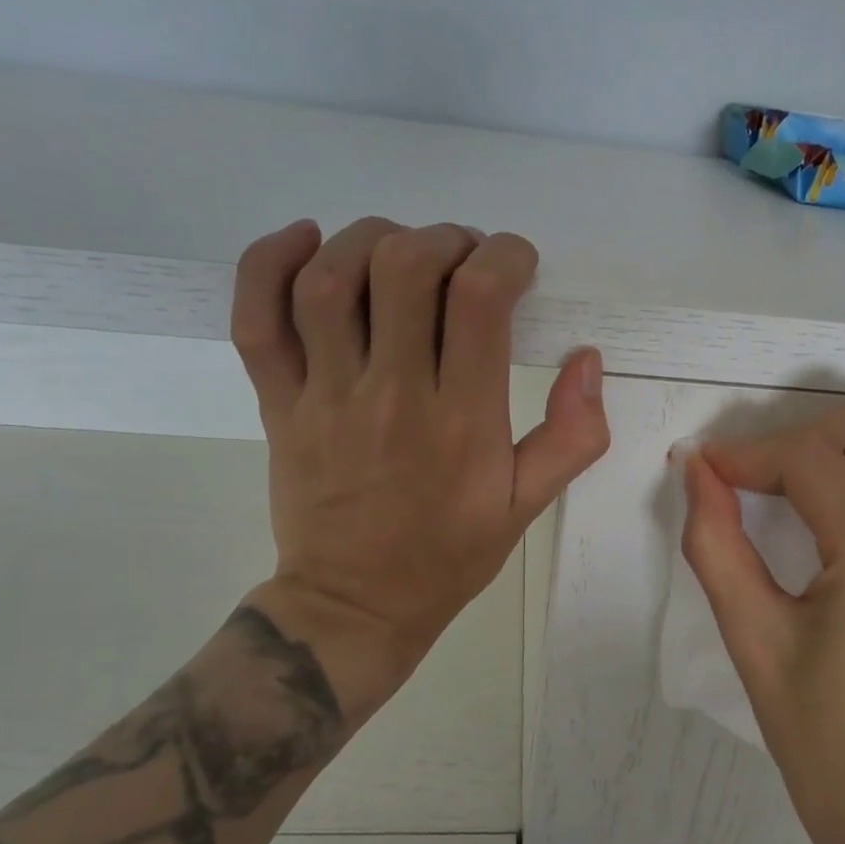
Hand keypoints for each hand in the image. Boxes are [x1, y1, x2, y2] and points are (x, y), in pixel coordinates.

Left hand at [229, 217, 609, 718]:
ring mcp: (325, 396)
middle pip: (404, 268)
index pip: (480, 298)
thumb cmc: (449, 554)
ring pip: (330, 279)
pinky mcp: (278, 404)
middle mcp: (392, 394)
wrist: (355, 604)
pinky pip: (257, 319)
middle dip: (444, 240)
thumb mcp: (528, 505)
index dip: (505, 257)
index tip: (516, 266)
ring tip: (400, 251)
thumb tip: (587, 358)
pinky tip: (306, 240)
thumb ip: (572, 435)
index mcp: (462, 419)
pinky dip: (269, 263)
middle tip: (463, 260)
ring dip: (370, 239)